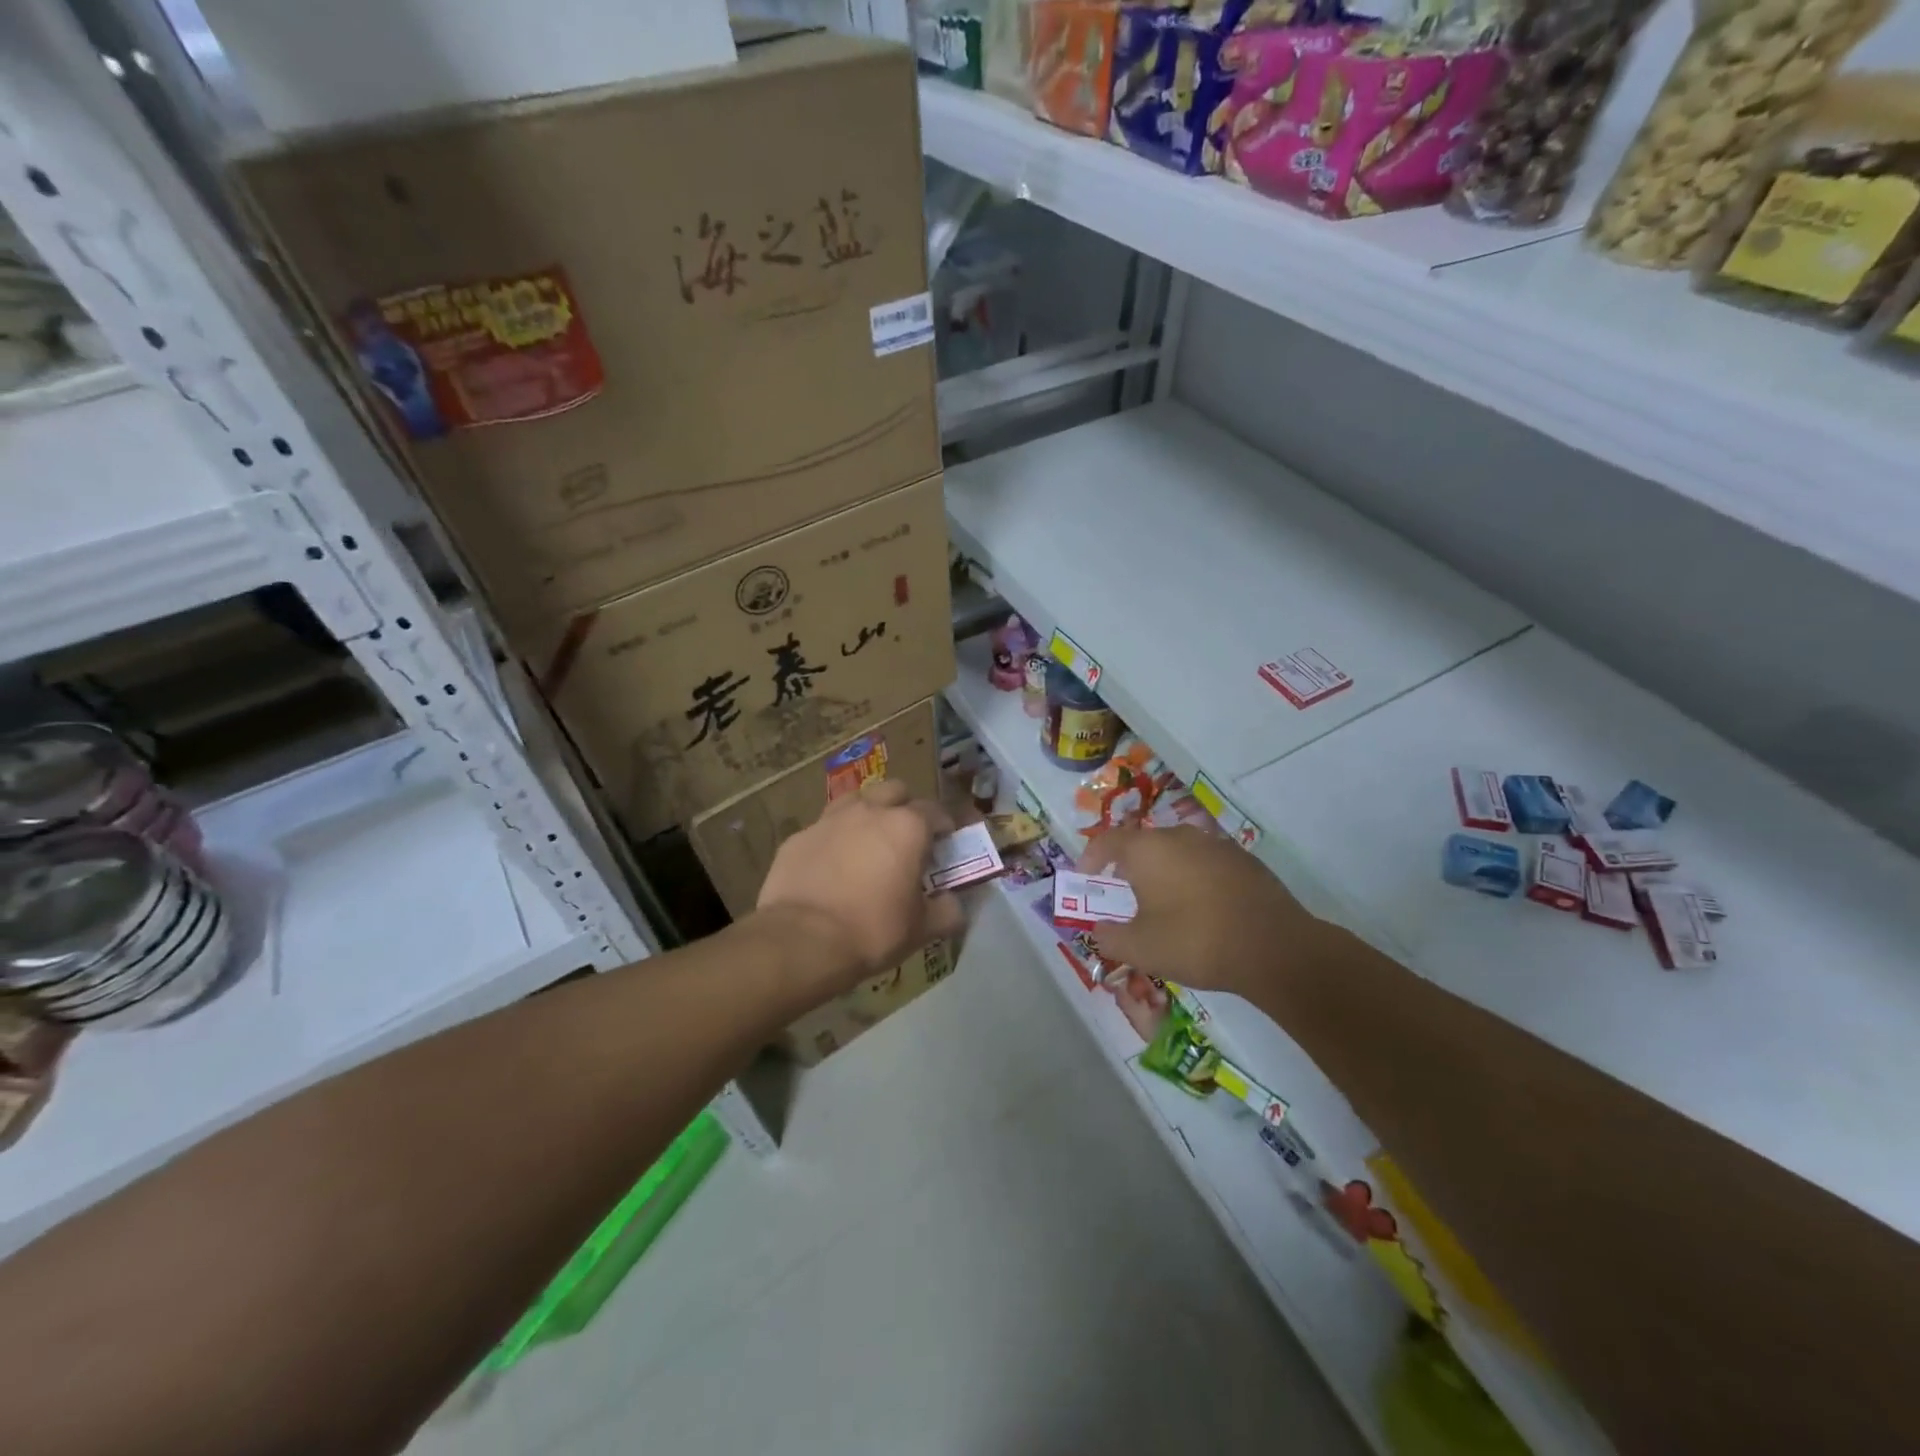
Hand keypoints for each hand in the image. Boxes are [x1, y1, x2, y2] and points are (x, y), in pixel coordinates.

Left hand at [757, 779, 965, 990]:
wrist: (802, 940)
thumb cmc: (873, 930)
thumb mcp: (922, 929)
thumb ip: (947, 910)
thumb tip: (956, 904)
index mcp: (907, 826)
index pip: (936, 811)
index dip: (944, 825)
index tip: (945, 843)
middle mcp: (870, 811)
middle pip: (895, 791)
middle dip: (905, 806)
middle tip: (906, 837)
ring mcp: (830, 820)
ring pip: (856, 800)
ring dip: (867, 814)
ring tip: (867, 843)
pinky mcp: (798, 837)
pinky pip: (824, 829)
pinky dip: (834, 840)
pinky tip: (831, 866)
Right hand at [1083, 826, 1334, 1005]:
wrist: (1274, 948)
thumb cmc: (1194, 941)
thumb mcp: (1140, 948)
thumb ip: (1109, 937)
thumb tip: (1099, 929)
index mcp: (1147, 849)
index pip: (1106, 841)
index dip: (1090, 858)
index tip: (1086, 880)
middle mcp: (1180, 836)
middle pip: (1143, 845)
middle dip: (1129, 868)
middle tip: (1126, 897)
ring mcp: (1216, 845)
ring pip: (1177, 853)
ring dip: (1164, 874)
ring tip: (1165, 907)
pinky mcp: (1245, 861)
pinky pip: (1206, 865)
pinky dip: (1195, 881)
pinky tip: (1203, 912)